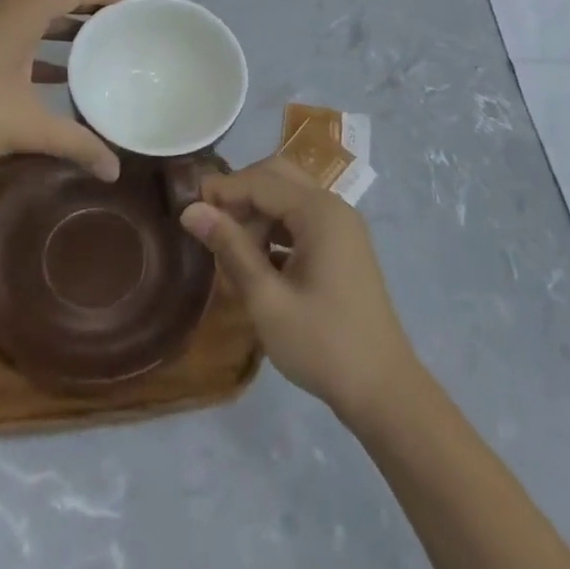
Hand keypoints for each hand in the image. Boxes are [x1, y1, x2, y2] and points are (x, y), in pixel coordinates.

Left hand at [0, 0, 127, 180]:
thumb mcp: (27, 127)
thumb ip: (76, 144)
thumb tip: (115, 171)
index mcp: (22, 14)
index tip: (137, 3)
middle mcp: (4, 12)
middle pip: (58, 3)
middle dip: (92, 14)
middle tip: (125, 31)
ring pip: (36, 23)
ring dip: (66, 34)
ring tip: (99, 52)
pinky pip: (19, 39)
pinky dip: (42, 52)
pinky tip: (56, 79)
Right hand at [180, 157, 416, 423]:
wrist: (383, 390)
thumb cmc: (322, 345)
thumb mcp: (266, 299)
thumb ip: (230, 248)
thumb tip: (191, 210)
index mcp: (319, 212)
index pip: (260, 181)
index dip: (221, 190)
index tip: (186, 209)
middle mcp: (333, 207)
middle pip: (277, 178)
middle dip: (240, 195)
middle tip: (208, 224)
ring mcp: (341, 227)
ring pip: (288, 198)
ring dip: (256, 214)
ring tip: (228, 251)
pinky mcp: (342, 247)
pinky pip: (301, 221)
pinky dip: (275, 231)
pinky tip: (255, 263)